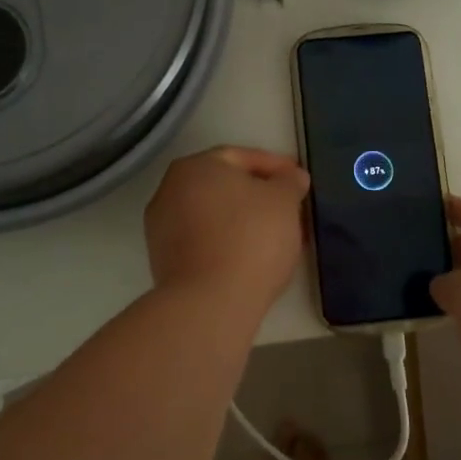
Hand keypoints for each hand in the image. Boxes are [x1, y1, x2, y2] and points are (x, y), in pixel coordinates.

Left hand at [145, 147, 310, 311]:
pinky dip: (228, 242)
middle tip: (290, 207)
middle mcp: (170, 190)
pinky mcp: (164, 261)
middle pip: (224, 186)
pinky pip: (204, 241)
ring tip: (276, 236)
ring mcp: (162, 228)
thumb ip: (289, 182)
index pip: (241, 157)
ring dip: (244, 220)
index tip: (299, 180)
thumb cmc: (250, 238)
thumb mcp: (284, 201)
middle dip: (259, 195)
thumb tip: (291, 177)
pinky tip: (252, 258)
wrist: (209, 303)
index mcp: (196, 166)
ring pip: (214, 215)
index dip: (275, 166)